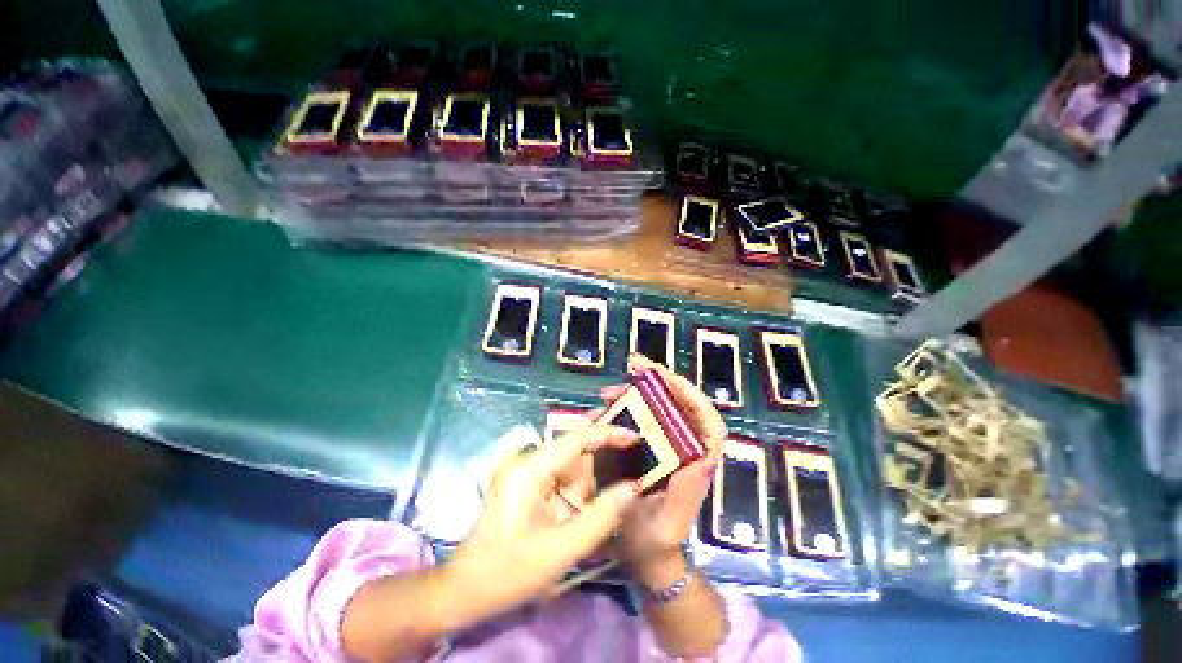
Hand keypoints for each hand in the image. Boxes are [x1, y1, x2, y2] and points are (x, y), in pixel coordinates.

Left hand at [441, 424, 641, 630]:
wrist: (464, 589)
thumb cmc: (509, 572)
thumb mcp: (561, 550)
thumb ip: (601, 517)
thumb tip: (634, 488)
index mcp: (530, 468)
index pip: (576, 438)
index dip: (608, 433)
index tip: (635, 437)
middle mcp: (526, 459)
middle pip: (574, 453)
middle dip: (593, 476)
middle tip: (604, 492)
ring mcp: (522, 468)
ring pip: (568, 467)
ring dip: (581, 490)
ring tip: (573, 519)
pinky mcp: (523, 479)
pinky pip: (558, 476)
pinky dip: (572, 493)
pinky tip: (570, 515)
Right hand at [600, 354, 726, 586]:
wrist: (642, 554)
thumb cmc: (657, 541)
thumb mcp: (670, 524)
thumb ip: (686, 497)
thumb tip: (701, 458)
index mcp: (698, 460)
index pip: (706, 418)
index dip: (690, 393)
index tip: (665, 378)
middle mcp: (685, 446)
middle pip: (679, 404)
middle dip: (659, 380)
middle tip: (634, 364)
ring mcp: (665, 444)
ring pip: (658, 406)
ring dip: (637, 390)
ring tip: (612, 388)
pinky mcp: (647, 446)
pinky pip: (639, 417)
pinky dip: (625, 405)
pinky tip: (607, 403)